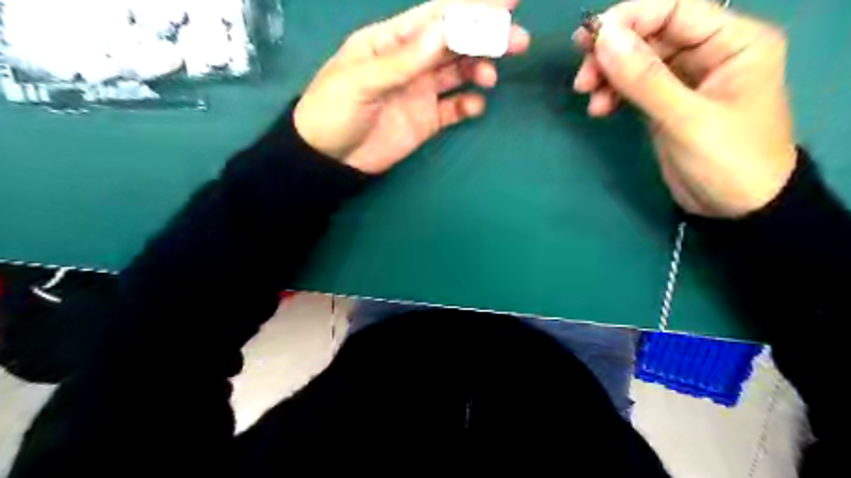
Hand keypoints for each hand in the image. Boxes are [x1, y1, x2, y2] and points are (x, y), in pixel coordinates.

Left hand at [297, 0, 529, 175]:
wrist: (328, 159)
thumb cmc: (333, 111)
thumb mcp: (361, 80)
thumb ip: (404, 59)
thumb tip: (445, 30)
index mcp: (391, 41)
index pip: (437, 17)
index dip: (471, 8)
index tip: (507, 3)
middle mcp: (411, 61)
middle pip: (454, 43)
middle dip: (486, 38)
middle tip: (517, 42)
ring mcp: (420, 91)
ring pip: (459, 73)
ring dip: (479, 69)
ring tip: (489, 77)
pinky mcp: (426, 119)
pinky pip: (454, 108)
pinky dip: (468, 105)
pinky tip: (475, 106)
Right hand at [570, 0, 797, 217]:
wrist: (736, 208)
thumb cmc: (727, 160)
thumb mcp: (686, 119)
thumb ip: (645, 78)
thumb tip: (604, 37)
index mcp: (733, 41)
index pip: (675, 10)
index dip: (630, 19)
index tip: (589, 41)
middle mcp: (710, 52)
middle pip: (651, 34)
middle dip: (613, 53)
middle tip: (582, 78)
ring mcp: (685, 79)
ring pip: (637, 61)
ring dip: (608, 75)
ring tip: (588, 97)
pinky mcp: (666, 102)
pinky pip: (634, 86)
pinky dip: (613, 93)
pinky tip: (600, 109)